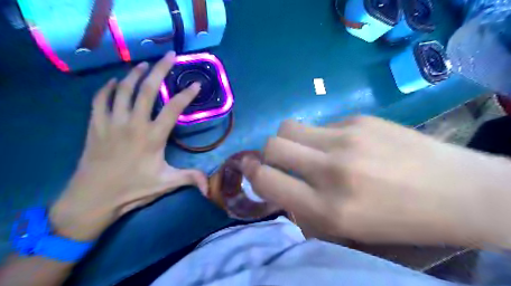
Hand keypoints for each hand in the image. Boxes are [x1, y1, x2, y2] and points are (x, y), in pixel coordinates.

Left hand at [49, 52, 206, 241]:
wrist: (93, 198)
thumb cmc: (132, 189)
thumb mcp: (166, 184)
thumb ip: (190, 178)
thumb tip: (210, 186)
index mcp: (153, 137)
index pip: (173, 108)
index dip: (186, 94)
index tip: (196, 83)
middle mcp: (133, 124)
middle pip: (147, 90)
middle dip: (161, 69)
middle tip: (170, 55)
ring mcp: (112, 122)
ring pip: (123, 89)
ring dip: (135, 73)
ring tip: (145, 64)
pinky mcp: (95, 125)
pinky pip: (100, 99)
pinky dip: (108, 88)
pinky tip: (115, 82)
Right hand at [242, 116, 510, 247]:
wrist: (456, 192)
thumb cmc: (396, 220)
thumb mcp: (344, 229)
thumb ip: (303, 207)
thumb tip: (275, 182)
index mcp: (326, 209)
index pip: (266, 180)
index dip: (251, 173)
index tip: (249, 168)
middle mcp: (330, 170)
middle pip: (272, 145)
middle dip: (267, 153)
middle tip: (281, 160)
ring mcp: (346, 139)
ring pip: (289, 126)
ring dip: (288, 139)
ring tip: (306, 149)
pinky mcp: (359, 119)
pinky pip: (320, 124)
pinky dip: (319, 136)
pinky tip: (342, 145)